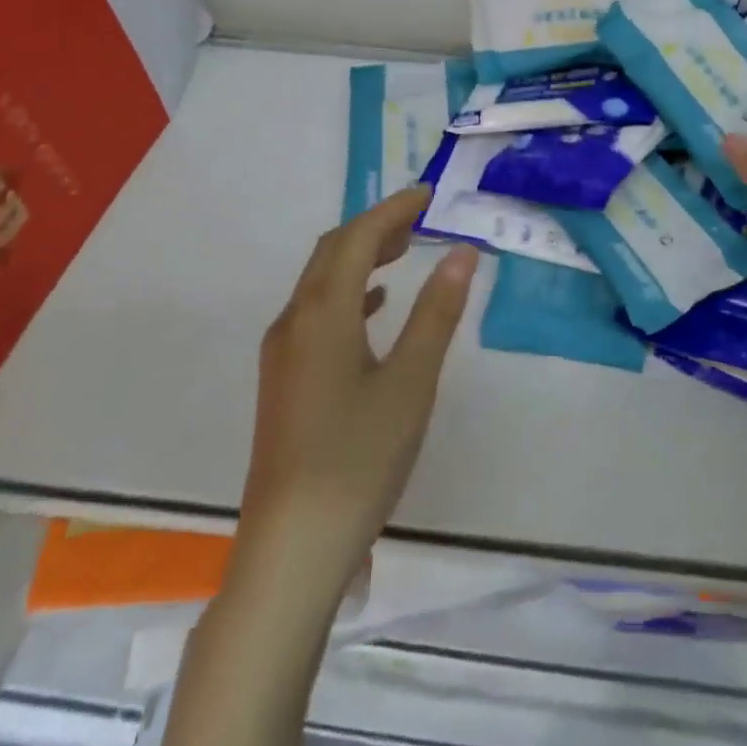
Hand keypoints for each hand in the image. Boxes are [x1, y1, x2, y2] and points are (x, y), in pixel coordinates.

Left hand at [237, 186, 478, 588]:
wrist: (291, 550)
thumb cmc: (358, 459)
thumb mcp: (411, 382)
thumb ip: (437, 312)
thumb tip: (462, 251)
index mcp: (323, 313)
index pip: (358, 238)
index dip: (393, 210)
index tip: (429, 195)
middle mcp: (294, 321)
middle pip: (333, 252)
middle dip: (376, 227)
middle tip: (421, 220)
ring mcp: (283, 353)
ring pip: (322, 282)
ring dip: (361, 258)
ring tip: (405, 252)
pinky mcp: (284, 381)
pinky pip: (317, 313)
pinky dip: (349, 294)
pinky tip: (375, 309)